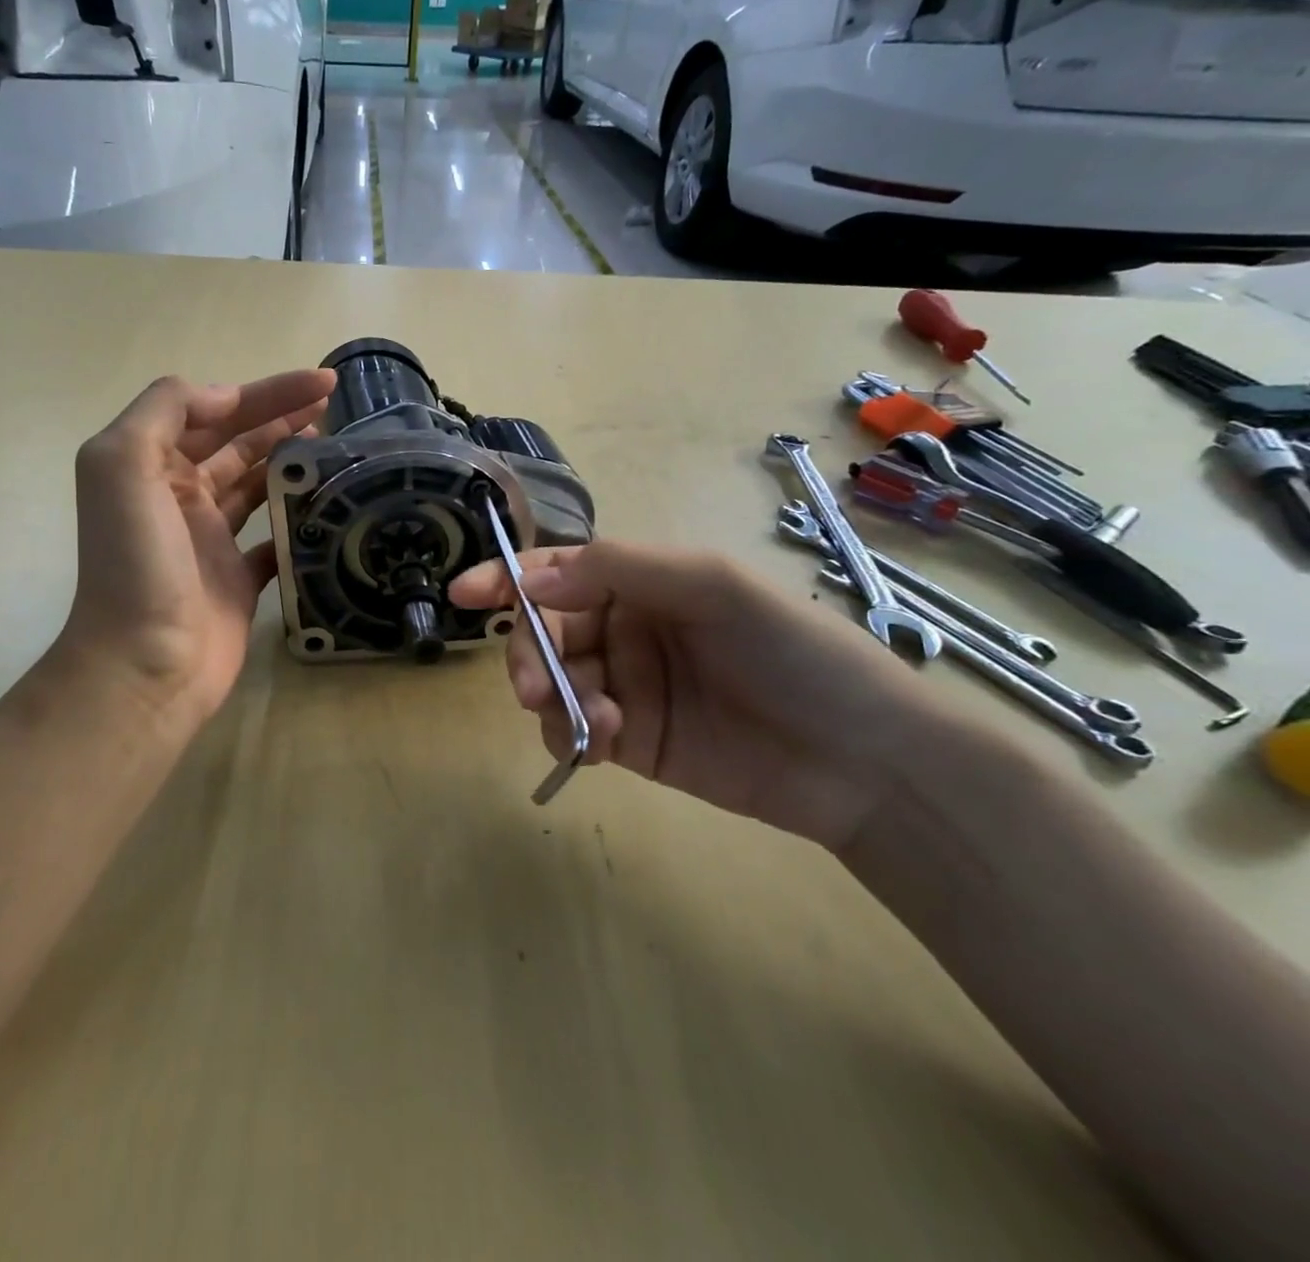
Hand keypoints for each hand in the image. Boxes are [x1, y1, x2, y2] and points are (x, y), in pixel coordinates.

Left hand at [49, 369, 335, 733]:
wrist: (146, 666)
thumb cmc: (136, 563)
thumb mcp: (122, 466)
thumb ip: (163, 411)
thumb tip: (224, 396)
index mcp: (152, 466)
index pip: (213, 411)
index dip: (265, 391)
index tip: (319, 383)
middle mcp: (179, 497)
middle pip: (238, 442)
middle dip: (283, 417)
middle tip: (335, 405)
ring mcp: (211, 540)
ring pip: (256, 485)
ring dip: (291, 461)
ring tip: (337, 447)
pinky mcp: (240, 579)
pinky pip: (274, 539)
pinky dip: (297, 521)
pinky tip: (329, 506)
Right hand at [450, 542, 972, 851]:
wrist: (864, 760)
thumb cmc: (793, 651)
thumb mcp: (711, 586)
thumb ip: (618, 570)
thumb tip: (531, 578)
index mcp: (643, 582)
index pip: (560, 572)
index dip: (508, 578)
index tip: (465, 592)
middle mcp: (625, 628)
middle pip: (545, 630)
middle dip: (530, 652)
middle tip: (532, 686)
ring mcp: (625, 685)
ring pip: (552, 682)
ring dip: (554, 697)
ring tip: (592, 721)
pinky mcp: (630, 740)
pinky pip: (573, 729)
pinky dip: (571, 733)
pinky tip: (600, 742)